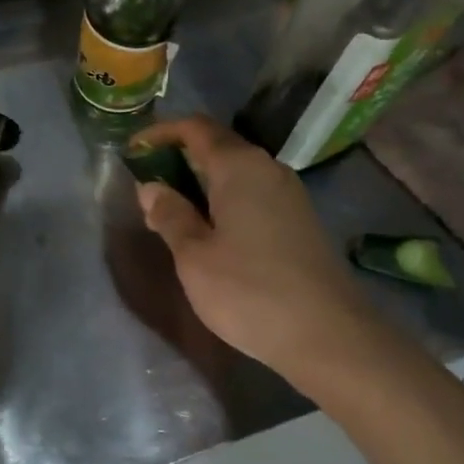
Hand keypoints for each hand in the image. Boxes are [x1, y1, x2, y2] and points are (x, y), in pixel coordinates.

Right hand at [132, 116, 371, 375]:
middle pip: (218, 146)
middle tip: (149, 186)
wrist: (330, 336)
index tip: (134, 151)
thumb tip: (152, 187)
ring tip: (174, 212)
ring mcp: (289, 194)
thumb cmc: (250, 291)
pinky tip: (212, 232)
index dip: (161, 132)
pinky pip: (254, 194)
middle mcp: (268, 168)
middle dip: (180, 158)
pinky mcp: (300, 220)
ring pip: (237, 172)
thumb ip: (170, 215)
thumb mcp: (194, 256)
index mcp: (239, 166)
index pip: (195, 128)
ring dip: (203, 182)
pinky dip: (225, 200)